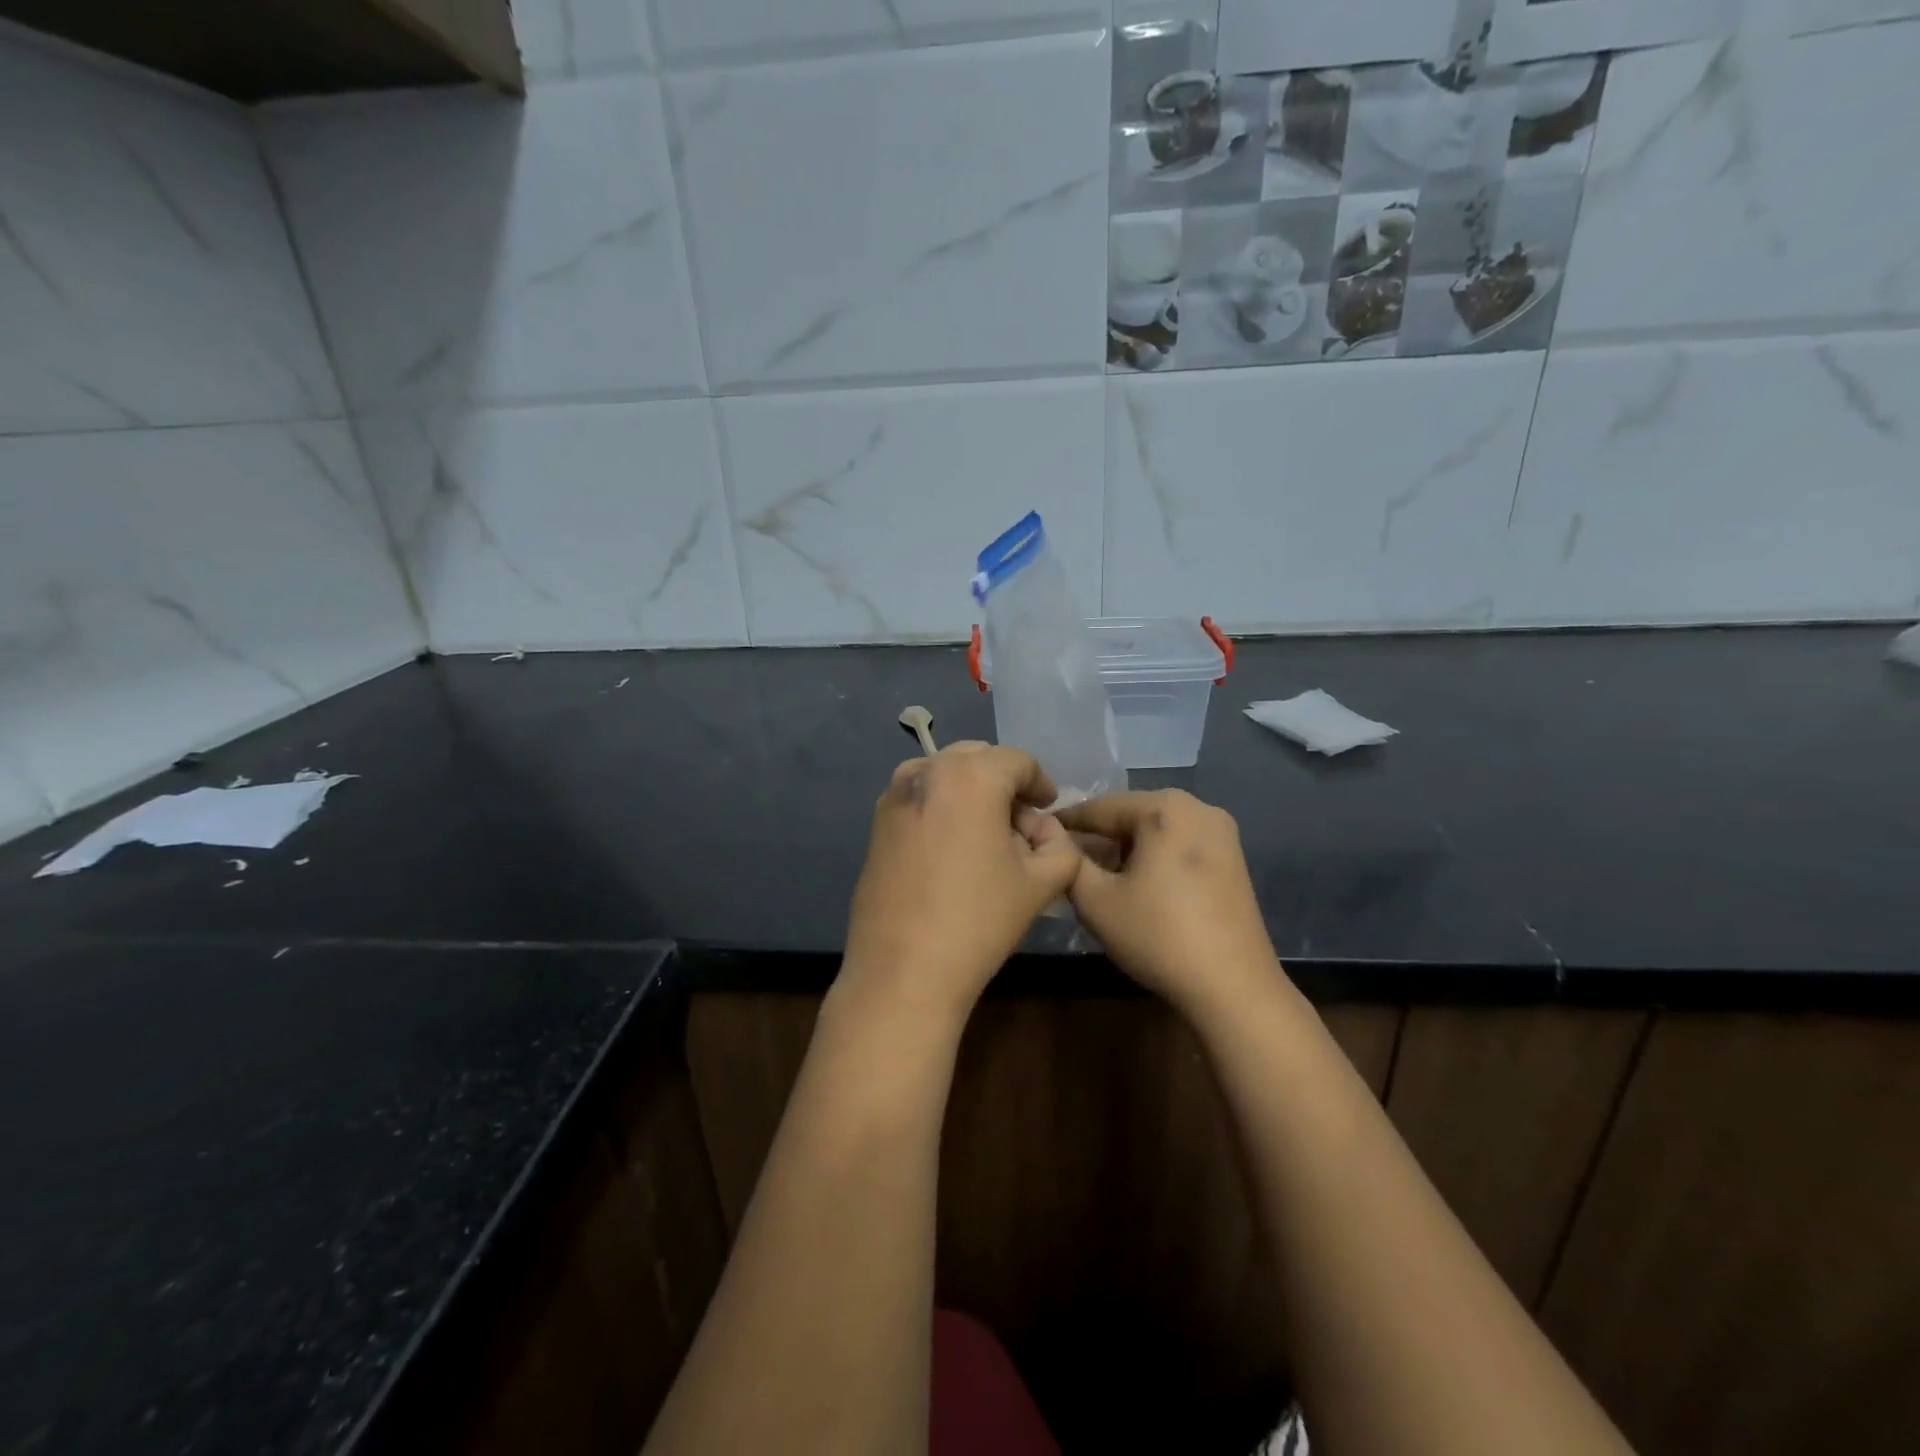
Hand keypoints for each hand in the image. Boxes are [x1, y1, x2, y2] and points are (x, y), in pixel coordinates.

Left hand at [841, 743, 1081, 1023]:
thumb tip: (1045, 832)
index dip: (1041, 783)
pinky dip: (942, 805)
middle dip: (1004, 783)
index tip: (1049, 808)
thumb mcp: (1039, 884)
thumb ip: (1060, 847)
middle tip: (1021, 823)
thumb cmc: (978, 921)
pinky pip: (919, 796)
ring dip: (971, 790)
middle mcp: (928, 771)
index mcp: (971, 776)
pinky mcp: (876, 821)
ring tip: (985, 833)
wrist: (902, 970)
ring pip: (945, 773)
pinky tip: (951, 847)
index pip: (1018, 761)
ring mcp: (895, 795)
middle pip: (978, 759)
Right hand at [1056, 789, 1280, 1017]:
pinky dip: (1151, 859)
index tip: (1035, 836)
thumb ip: (1068, 860)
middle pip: (1130, 816)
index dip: (1064, 823)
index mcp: (1165, 807)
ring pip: (1155, 832)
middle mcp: (1198, 808)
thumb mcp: (1096, 900)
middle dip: (1096, 838)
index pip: (1099, 808)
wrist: (1234, 988)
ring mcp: (1221, 833)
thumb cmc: (1159, 936)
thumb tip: (1052, 836)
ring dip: (1123, 850)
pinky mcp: (1232, 859)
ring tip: (1094, 878)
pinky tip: (1134, 887)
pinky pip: (1178, 846)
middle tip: (1063, 862)